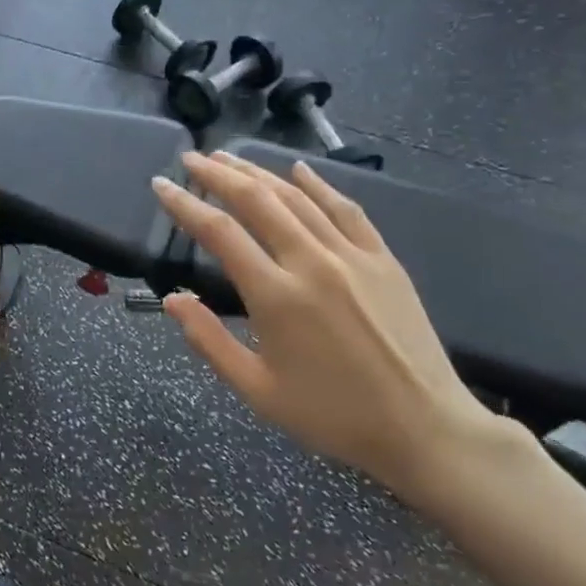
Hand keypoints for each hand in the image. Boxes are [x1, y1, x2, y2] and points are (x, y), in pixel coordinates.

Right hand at [151, 151, 515, 493]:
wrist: (424, 428)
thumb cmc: (331, 415)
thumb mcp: (256, 389)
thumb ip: (209, 341)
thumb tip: (173, 299)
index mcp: (276, 296)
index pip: (219, 232)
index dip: (184, 204)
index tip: (160, 185)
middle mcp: (312, 263)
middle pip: (257, 200)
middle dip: (218, 174)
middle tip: (191, 158)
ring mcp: (353, 256)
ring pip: (298, 197)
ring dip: (259, 172)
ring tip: (229, 157)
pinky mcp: (384, 260)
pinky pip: (347, 209)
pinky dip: (319, 185)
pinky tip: (299, 170)